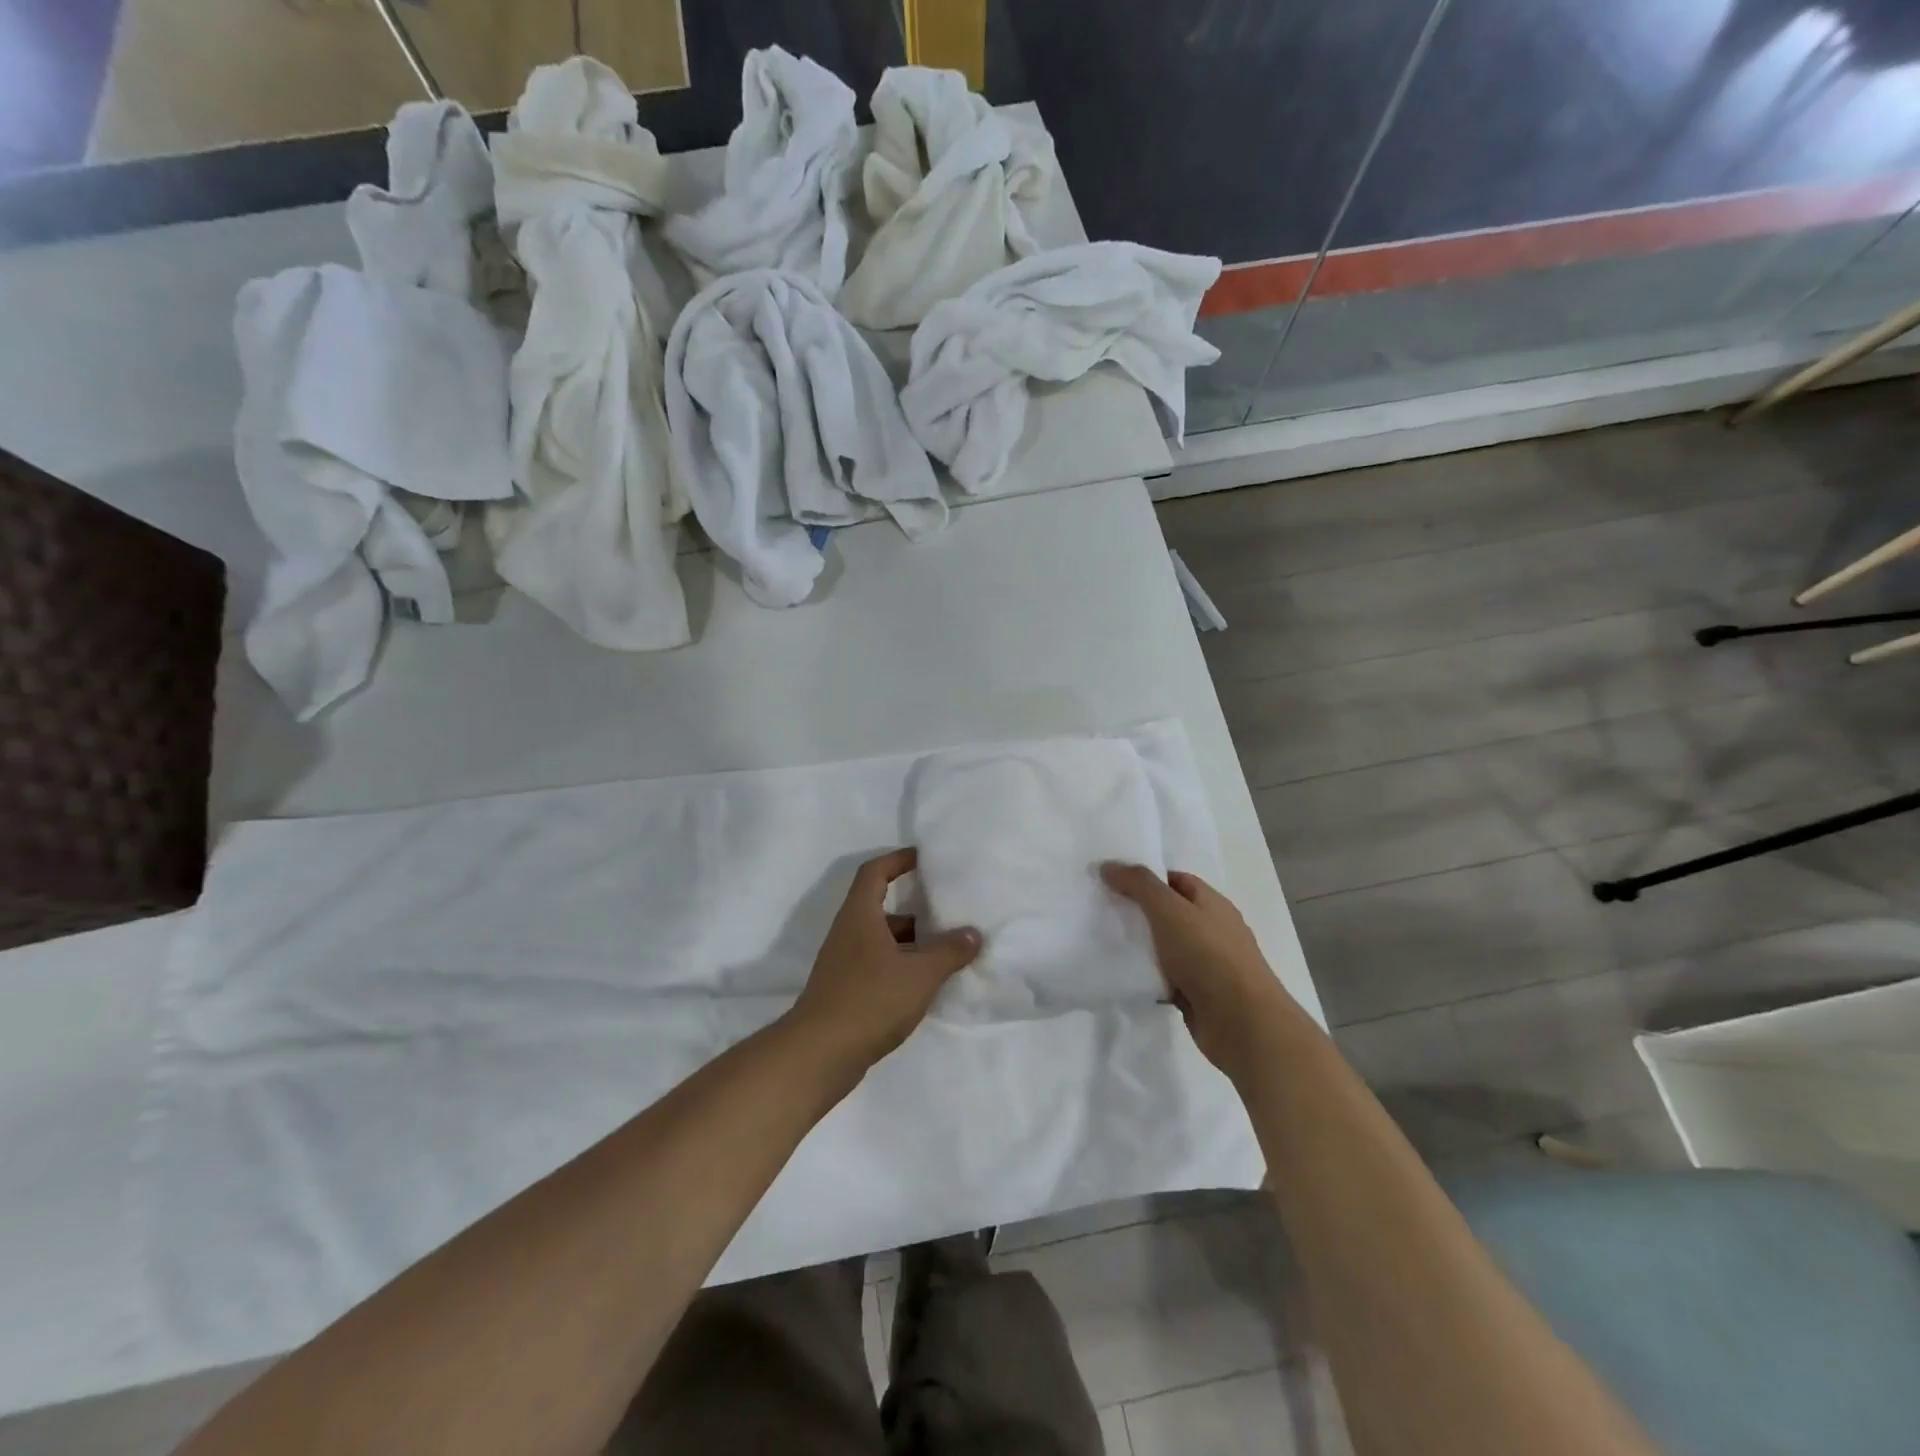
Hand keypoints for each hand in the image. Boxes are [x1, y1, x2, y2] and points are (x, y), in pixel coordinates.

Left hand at [787, 849, 983, 1071]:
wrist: (820, 1054)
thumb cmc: (870, 1000)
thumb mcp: (919, 974)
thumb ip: (949, 951)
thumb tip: (973, 933)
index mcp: (860, 915)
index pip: (875, 872)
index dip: (897, 859)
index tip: (923, 858)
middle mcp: (848, 933)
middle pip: (880, 907)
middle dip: (914, 908)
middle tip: (947, 910)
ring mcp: (844, 963)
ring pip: (881, 940)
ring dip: (910, 942)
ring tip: (945, 950)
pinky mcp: (845, 990)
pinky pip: (877, 965)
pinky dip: (901, 966)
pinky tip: (924, 984)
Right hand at [1101, 863, 1296, 1077]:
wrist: (1242, 1023)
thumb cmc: (1208, 956)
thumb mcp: (1169, 910)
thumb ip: (1139, 885)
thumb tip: (1108, 866)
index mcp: (1212, 904)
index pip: (1176, 880)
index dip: (1147, 878)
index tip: (1113, 882)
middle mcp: (1213, 930)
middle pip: (1170, 913)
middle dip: (1139, 912)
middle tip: (1103, 911)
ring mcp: (1208, 965)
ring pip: (1167, 948)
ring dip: (1142, 947)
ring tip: (1106, 943)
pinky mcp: (1199, 995)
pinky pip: (1166, 979)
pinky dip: (1149, 977)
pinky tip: (1125, 977)